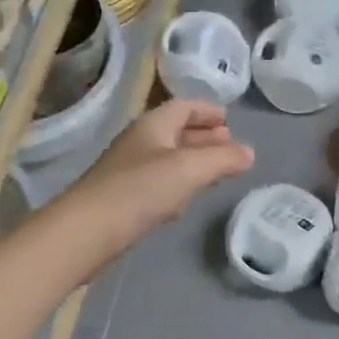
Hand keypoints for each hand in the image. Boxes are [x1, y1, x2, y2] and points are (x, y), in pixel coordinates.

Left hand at [70, 99, 254, 252]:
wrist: (88, 231)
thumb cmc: (140, 191)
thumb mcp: (189, 169)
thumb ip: (223, 159)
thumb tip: (249, 153)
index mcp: (153, 125)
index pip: (184, 107)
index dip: (208, 110)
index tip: (230, 120)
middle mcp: (140, 142)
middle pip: (176, 131)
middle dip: (204, 136)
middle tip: (229, 144)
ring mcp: (130, 171)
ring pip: (168, 158)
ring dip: (193, 160)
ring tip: (217, 169)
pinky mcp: (125, 199)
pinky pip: (159, 183)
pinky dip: (179, 183)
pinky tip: (187, 198)